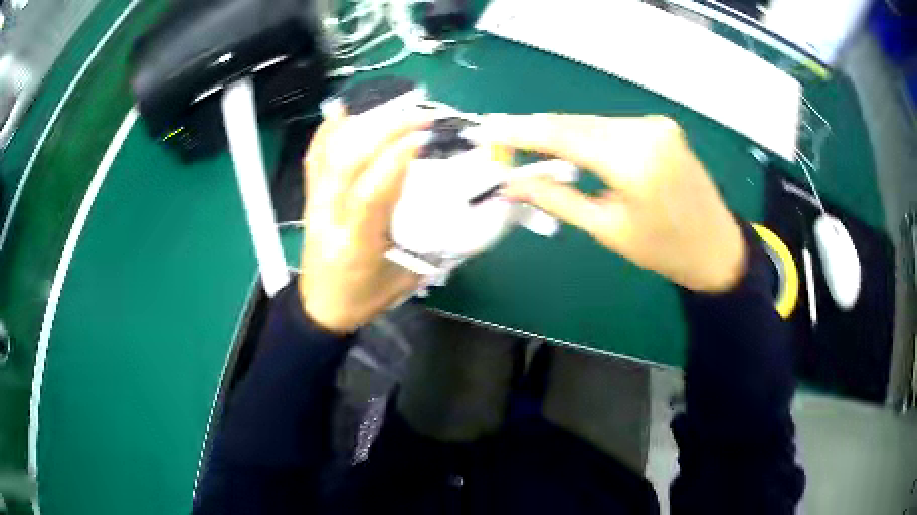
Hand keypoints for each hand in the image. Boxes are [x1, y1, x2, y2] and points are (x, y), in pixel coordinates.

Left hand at [298, 103, 430, 333]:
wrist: (320, 309)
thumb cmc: (362, 298)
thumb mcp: (404, 280)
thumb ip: (429, 247)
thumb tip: (459, 213)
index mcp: (355, 245)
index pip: (370, 195)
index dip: (394, 161)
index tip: (422, 137)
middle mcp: (329, 219)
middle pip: (347, 164)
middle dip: (383, 131)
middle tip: (417, 116)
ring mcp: (315, 206)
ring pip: (329, 156)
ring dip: (360, 125)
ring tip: (391, 107)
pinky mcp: (309, 200)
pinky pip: (314, 160)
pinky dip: (326, 132)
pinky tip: (341, 111)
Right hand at [479, 114, 745, 292]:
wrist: (717, 246)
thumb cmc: (664, 250)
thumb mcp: (608, 229)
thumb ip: (557, 199)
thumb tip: (511, 184)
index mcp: (633, 160)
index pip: (563, 135)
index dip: (520, 131)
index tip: (488, 129)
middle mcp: (644, 130)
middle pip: (575, 123)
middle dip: (535, 130)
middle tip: (499, 135)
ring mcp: (654, 124)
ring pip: (591, 122)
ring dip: (559, 132)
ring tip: (525, 142)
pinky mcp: (660, 126)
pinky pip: (611, 126)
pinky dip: (585, 134)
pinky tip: (568, 145)